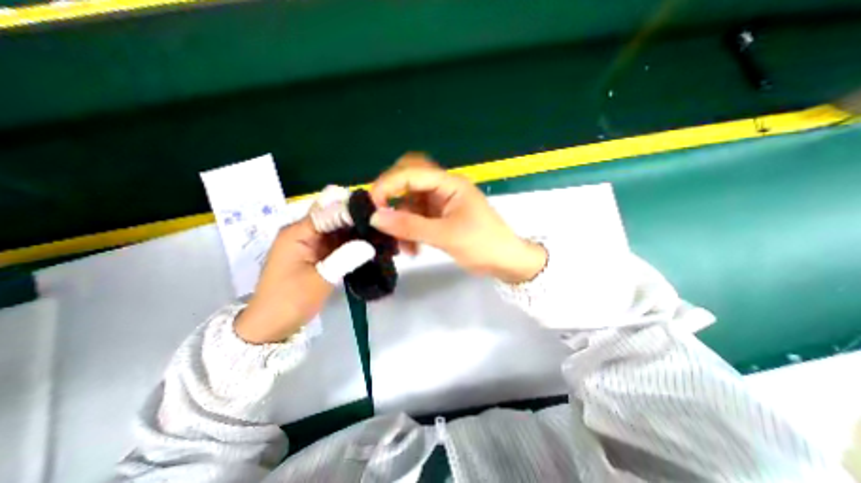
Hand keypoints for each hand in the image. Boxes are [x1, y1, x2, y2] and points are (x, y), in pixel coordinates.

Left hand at [234, 214, 373, 344]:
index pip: (329, 210)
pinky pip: (338, 242)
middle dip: (358, 218)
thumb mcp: (320, 279)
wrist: (271, 327)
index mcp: (298, 232)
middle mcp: (304, 232)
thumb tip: (372, 244)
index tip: (378, 211)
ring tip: (383, 233)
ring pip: (339, 229)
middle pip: (335, 216)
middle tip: (385, 223)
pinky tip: (372, 244)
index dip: (352, 209)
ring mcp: (311, 242)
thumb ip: (346, 258)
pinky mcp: (318, 253)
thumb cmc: (290, 301)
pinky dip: (354, 242)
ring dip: (358, 230)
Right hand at [368, 152, 543, 281]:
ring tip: (403, 248)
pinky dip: (411, 231)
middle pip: (410, 179)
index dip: (388, 185)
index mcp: (450, 184)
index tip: (372, 206)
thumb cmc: (483, 245)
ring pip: (411, 202)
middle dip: (392, 195)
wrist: (506, 262)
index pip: (412, 173)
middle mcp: (444, 189)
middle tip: (381, 214)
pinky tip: (412, 250)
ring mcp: (442, 203)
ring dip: (402, 222)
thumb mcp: (446, 236)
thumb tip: (375, 217)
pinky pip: (418, 218)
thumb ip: (410, 226)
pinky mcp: (441, 217)